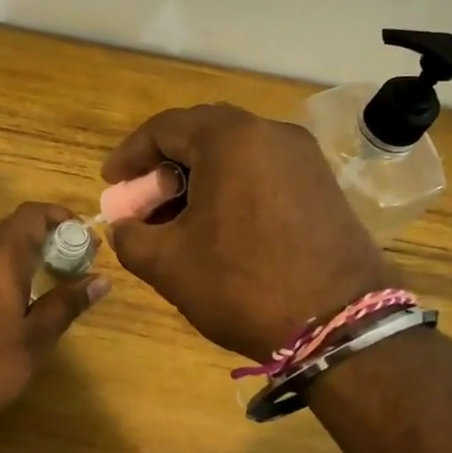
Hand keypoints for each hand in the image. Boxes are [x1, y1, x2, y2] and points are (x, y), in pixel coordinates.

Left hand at [0, 203, 107, 437]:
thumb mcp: (33, 339)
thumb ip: (66, 304)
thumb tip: (100, 280)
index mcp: (2, 251)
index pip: (35, 213)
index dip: (63, 218)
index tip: (86, 239)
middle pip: (16, 227)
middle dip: (48, 240)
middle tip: (74, 267)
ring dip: (25, 256)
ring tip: (51, 285)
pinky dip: (3, 271)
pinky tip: (15, 304)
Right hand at [103, 104, 398, 361]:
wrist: (340, 324)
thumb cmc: (242, 284)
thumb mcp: (167, 263)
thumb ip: (130, 236)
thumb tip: (127, 226)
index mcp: (229, 138)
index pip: (163, 128)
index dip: (129, 156)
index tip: (112, 185)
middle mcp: (270, 132)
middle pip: (201, 136)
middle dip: (164, 168)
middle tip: (145, 203)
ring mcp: (303, 157)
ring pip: (234, 154)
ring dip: (198, 179)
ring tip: (179, 221)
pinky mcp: (323, 183)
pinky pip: (263, 172)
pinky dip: (232, 189)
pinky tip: (221, 228)